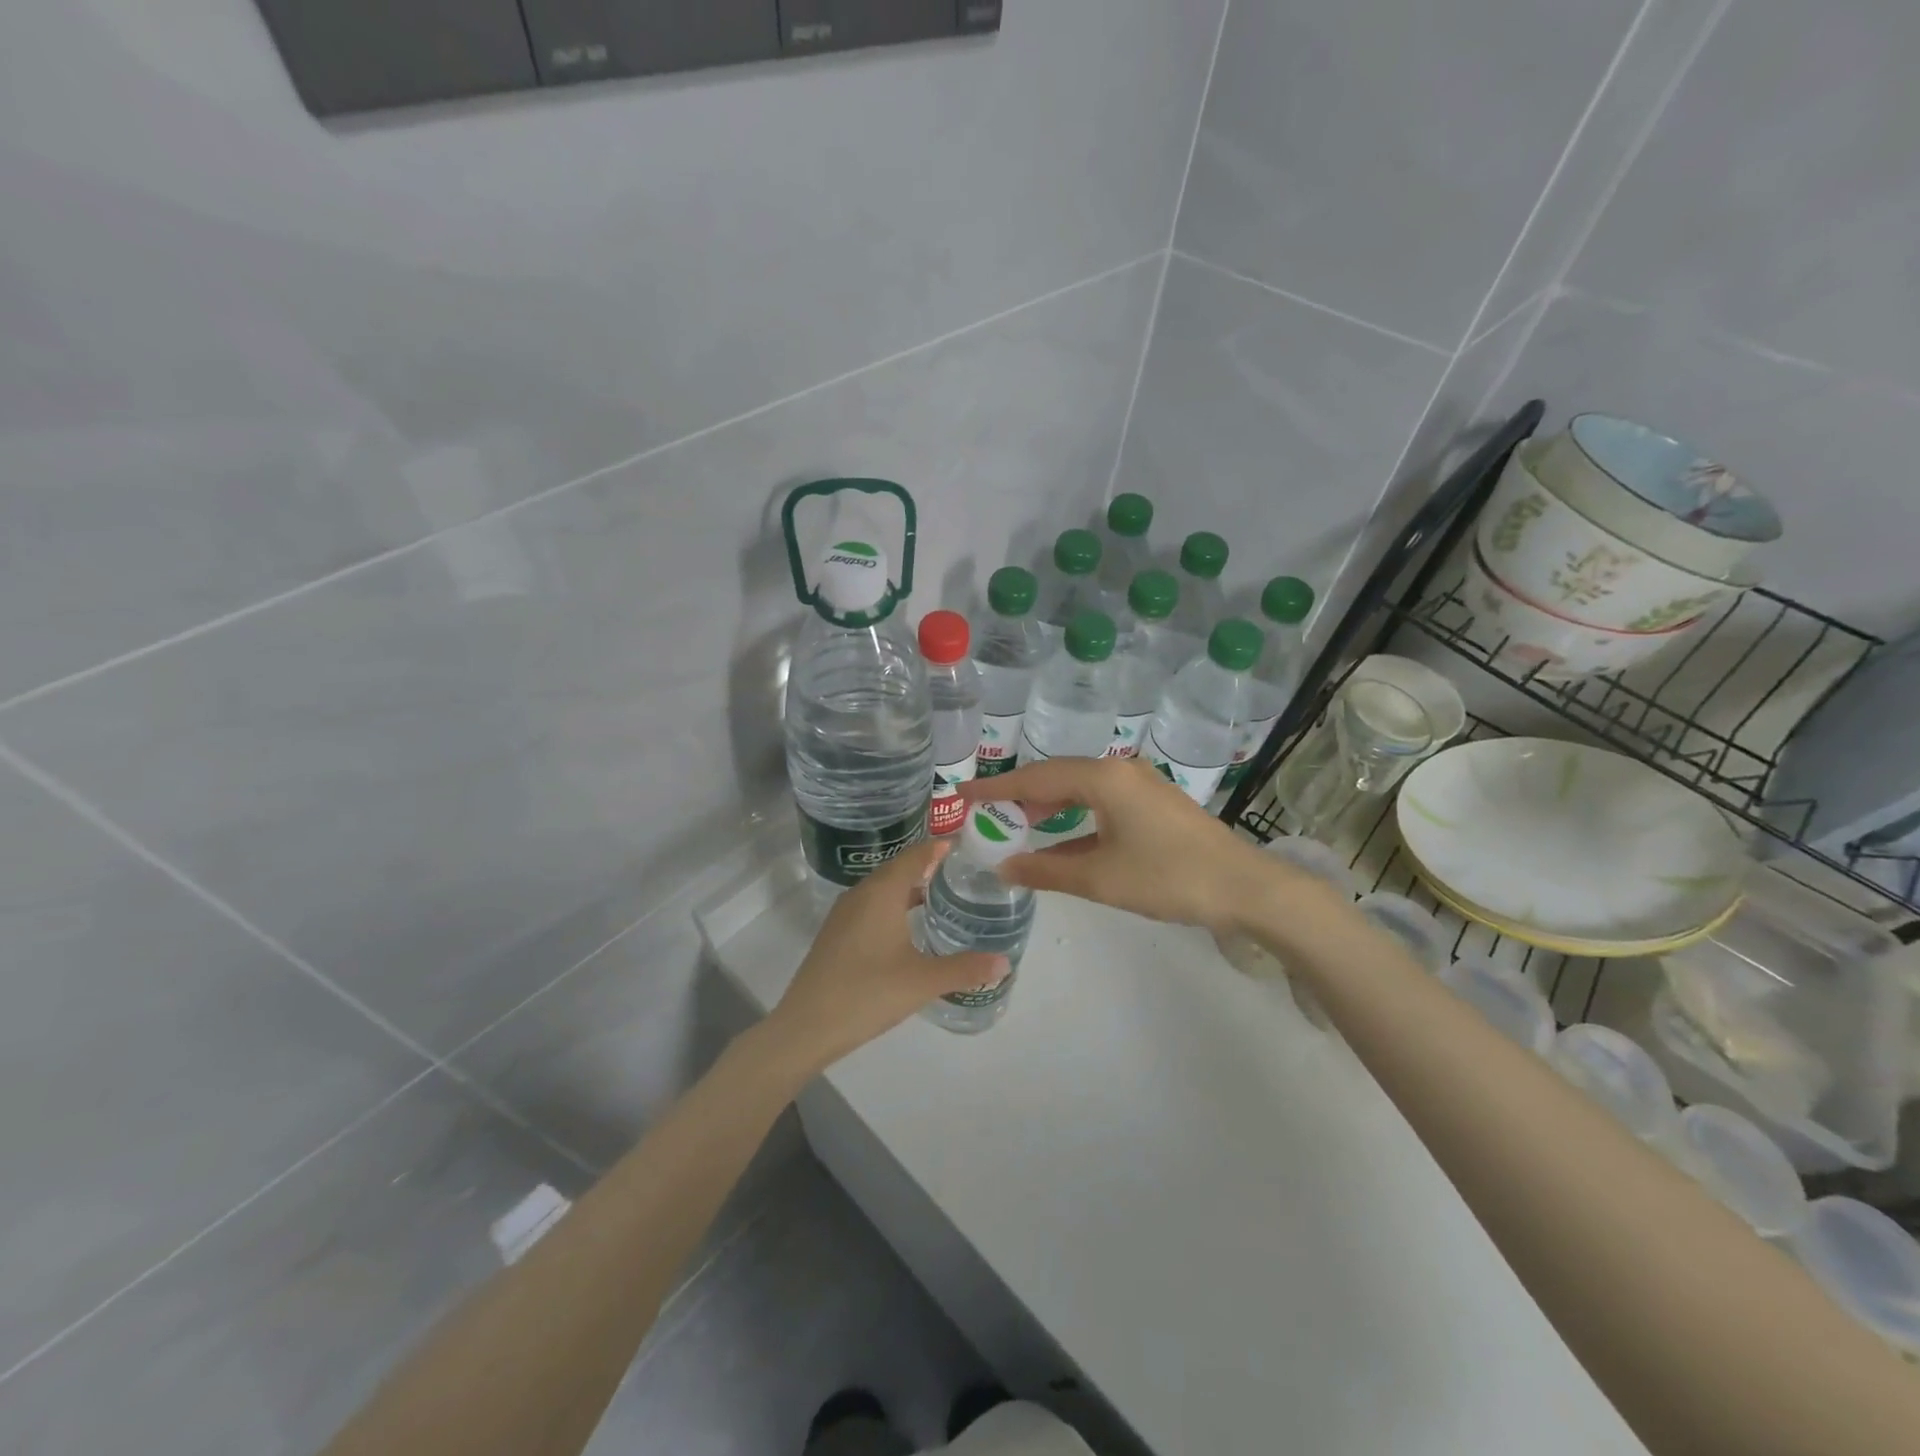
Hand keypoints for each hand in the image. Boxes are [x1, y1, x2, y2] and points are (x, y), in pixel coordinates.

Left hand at [760, 839, 1007, 1079]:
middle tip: (961, 871)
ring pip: (882, 889)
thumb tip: (1005, 962)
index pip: (914, 856)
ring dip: (908, 888)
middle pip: (897, 869)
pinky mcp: (836, 935)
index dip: (938, 848)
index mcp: (882, 893)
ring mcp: (844, 915)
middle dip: (927, 866)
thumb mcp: (923, 981)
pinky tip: (908, 928)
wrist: (806, 1026)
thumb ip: (965, 969)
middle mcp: (861, 894)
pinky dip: (893, 906)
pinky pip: (870, 907)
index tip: (965, 845)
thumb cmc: (868, 993)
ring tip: (940, 896)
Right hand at [961, 756, 1285, 933]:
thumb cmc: (1169, 877)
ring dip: (1047, 807)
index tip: (961, 794)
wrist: (1245, 888)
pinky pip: (1099, 803)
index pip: (1036, 778)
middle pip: (1056, 777)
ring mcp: (1139, 786)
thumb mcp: (1101, 878)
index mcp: (1104, 779)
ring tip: (1016, 827)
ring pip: (1078, 789)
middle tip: (985, 814)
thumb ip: (1047, 870)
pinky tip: (1059, 841)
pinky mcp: (1152, 804)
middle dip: (1019, 796)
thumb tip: (1004, 867)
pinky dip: (1074, 819)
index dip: (996, 788)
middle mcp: (1119, 772)